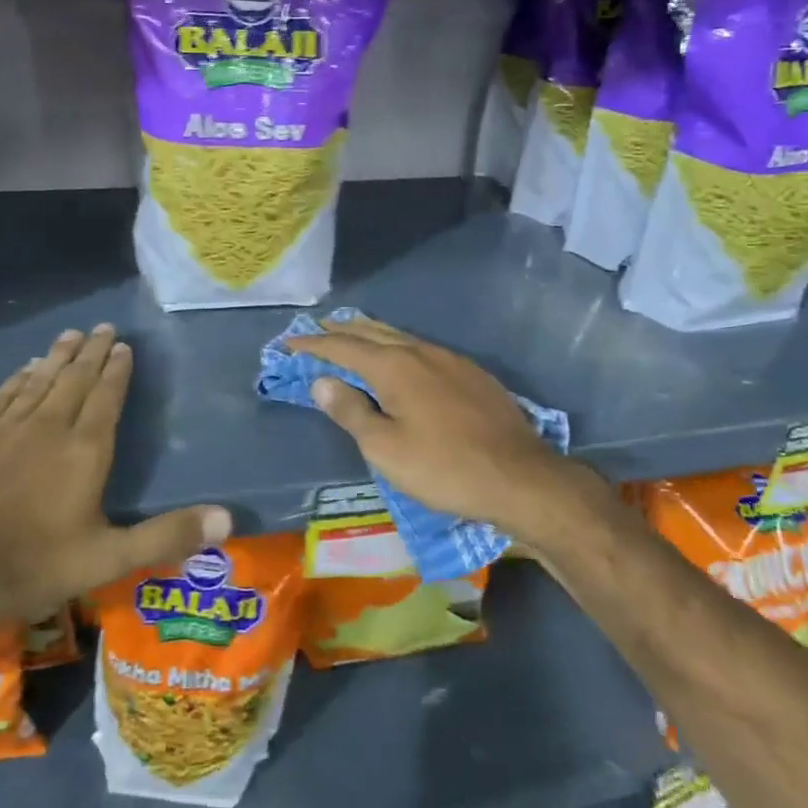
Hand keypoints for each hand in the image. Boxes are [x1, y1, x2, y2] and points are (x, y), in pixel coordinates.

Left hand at [0, 325, 231, 636]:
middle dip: (92, 352)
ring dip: (58, 357)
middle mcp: (48, 426)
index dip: (117, 370)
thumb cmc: (28, 566)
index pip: (107, 397)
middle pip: (75, 379)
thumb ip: (166, 536)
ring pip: (39, 380)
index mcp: (85, 450)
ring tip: (71, 336)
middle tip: (103, 327)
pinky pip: (2, 395)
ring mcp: (4, 427)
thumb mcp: (106, 559)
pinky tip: (25, 369)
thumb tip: (228, 519)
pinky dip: (18, 378)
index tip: (123, 346)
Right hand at [285, 316, 572, 541]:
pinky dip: (397, 345)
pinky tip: (401, 357)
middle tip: (316, 330)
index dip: (312, 344)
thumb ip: (351, 412)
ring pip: (399, 336)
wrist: (520, 477)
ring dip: (369, 334)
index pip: (342, 347)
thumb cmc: (444, 468)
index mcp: (393, 366)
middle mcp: (419, 351)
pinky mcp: (470, 372)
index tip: (288, 343)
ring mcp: (449, 359)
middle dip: (340, 330)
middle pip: (371, 332)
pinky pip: (422, 348)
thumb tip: (322, 381)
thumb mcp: (386, 449)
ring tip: (351, 334)